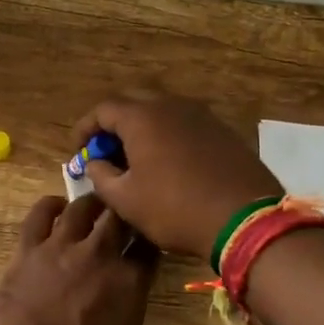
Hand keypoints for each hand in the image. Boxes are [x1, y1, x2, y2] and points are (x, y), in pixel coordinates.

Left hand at [0, 194, 158, 324]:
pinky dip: (50, 205)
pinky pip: (40, 214)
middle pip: (120, 217)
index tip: (149, 237)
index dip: (151, 239)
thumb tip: (130, 293)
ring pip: (82, 207)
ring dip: (93, 203)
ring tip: (96, 204)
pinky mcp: (28, 247)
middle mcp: (99, 255)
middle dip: (126, 212)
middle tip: (124, 213)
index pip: (149, 247)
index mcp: (129, 282)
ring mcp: (61, 246)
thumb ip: (132, 312)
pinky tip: (56, 205)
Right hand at [71, 92, 283, 259]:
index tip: (78, 150)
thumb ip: (101, 175)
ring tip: (136, 160)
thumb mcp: (125, 200)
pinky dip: (168, 138)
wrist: (245, 219)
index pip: (102, 110)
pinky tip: (168, 164)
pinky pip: (184, 125)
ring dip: (142, 131)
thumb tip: (95, 162)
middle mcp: (171, 106)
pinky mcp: (222, 130)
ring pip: (161, 113)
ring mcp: (201, 115)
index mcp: (142, 117)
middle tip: (106, 154)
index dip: (85, 128)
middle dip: (113, 126)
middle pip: (132, 105)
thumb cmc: (175, 208)